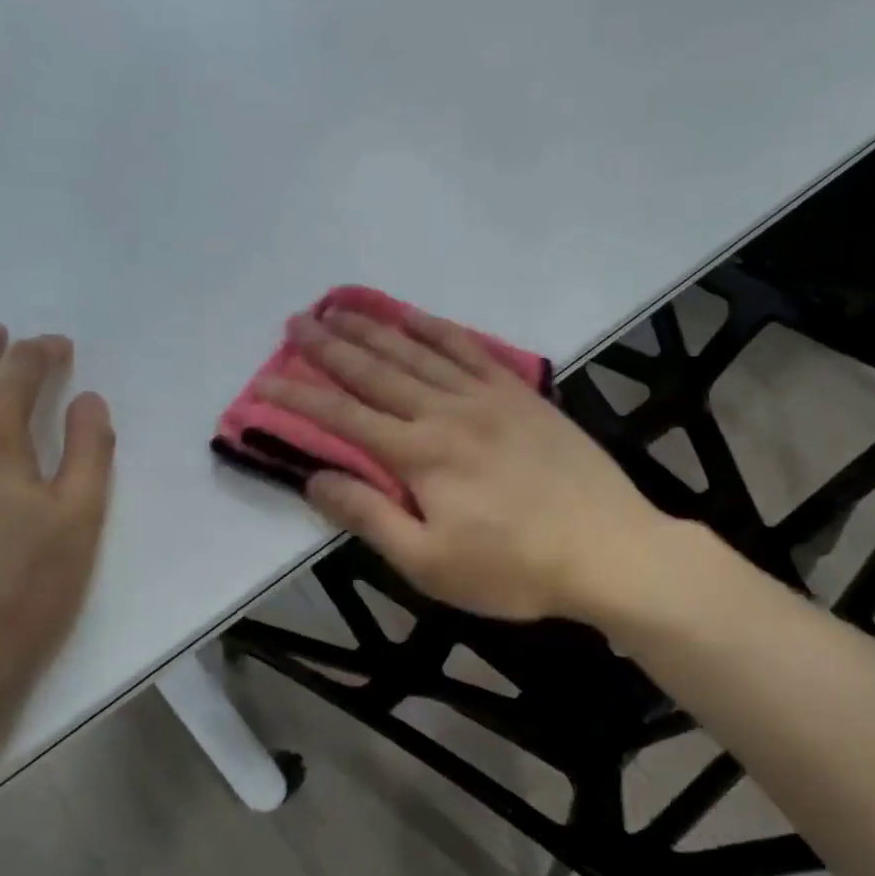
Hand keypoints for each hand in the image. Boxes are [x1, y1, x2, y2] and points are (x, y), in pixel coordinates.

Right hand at [260, 306, 667, 622]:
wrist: (609, 550)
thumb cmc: (514, 568)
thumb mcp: (430, 564)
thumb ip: (370, 517)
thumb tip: (315, 480)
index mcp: (420, 455)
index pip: (344, 419)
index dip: (300, 399)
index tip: (265, 381)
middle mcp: (446, 411)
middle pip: (376, 372)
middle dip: (330, 348)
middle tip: (296, 323)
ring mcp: (488, 396)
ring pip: (418, 351)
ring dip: (374, 327)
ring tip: (339, 306)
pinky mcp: (521, 394)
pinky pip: (469, 349)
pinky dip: (436, 328)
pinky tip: (414, 316)